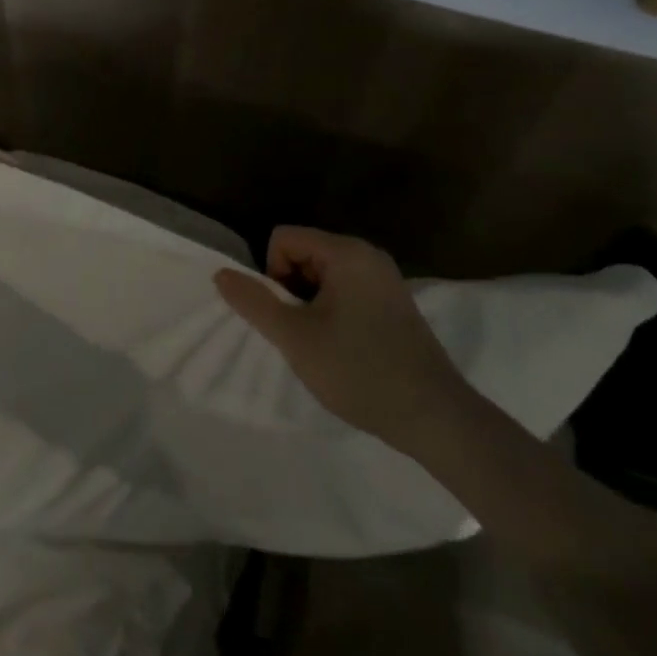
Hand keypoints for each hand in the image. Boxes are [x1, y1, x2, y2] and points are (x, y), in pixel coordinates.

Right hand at [215, 226, 477, 444]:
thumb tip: (220, 274)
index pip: (283, 238)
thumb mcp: (296, 338)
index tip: (288, 315)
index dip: (272, 273)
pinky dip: (333, 312)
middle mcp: (367, 254)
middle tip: (303, 334)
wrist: (436, 417)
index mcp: (346, 252)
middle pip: (304, 253)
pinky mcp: (394, 302)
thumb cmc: (360, 370)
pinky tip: (345, 349)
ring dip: (311, 304)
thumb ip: (255, 302)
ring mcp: (385, 279)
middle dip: (292, 289)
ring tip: (323, 345)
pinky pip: (346, 290)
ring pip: (323, 275)